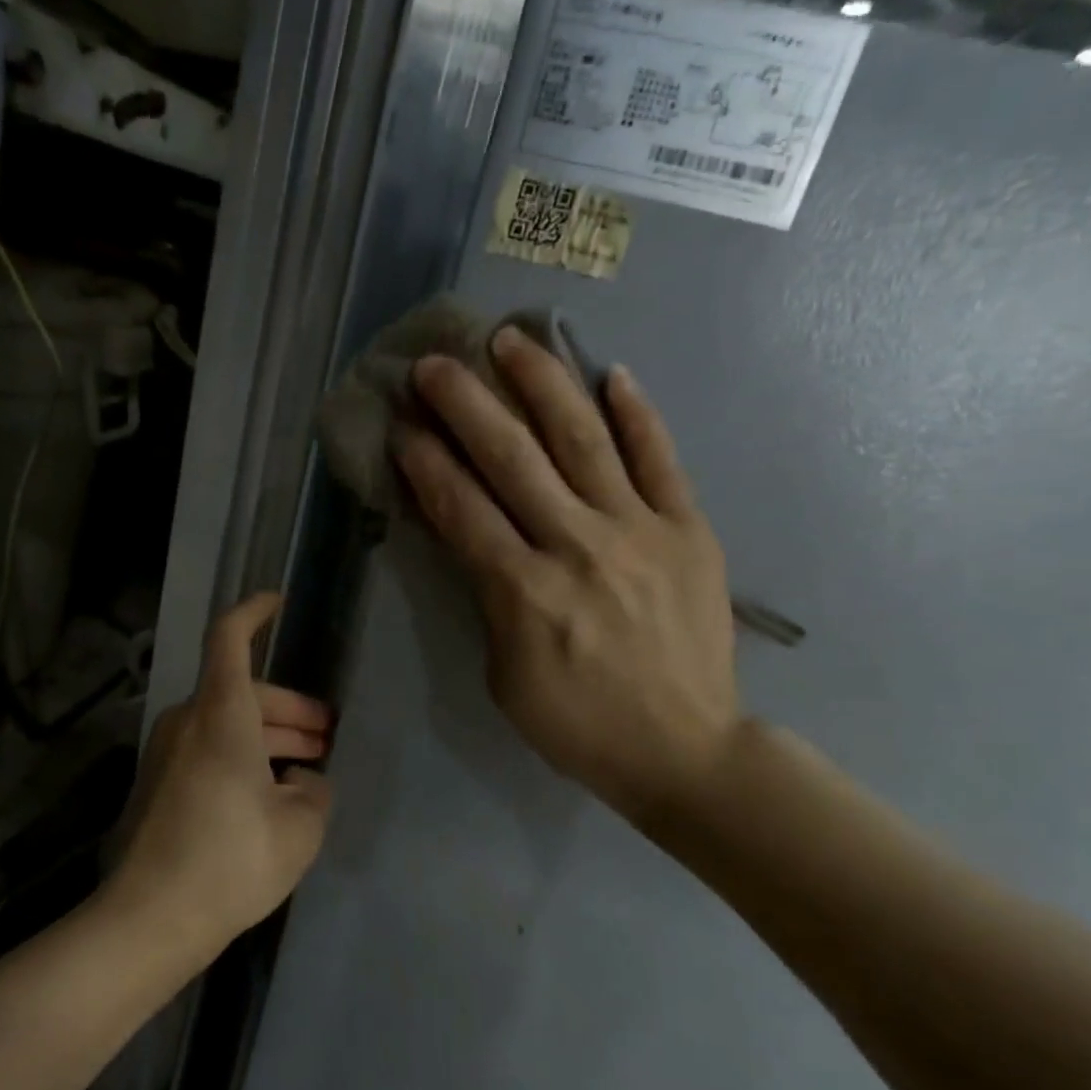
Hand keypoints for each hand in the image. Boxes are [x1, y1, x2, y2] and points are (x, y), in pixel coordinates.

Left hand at [105, 594, 334, 962]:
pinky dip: (243, 759)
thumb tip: (303, 780)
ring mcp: (166, 756)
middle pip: (244, 693)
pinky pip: (209, 754)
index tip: (279, 601)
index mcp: (221, 714)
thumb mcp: (299, 826)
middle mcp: (187, 723)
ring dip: (269, 738)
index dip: (254, 611)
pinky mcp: (157, 788)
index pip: (230, 638)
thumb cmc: (231, 859)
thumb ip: (313, 790)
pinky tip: (270, 794)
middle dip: (290, 709)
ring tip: (308, 767)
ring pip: (228, 725)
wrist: (149, 919)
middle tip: (327, 736)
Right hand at [396, 326, 739, 830]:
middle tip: (435, 363)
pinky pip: (660, 459)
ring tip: (513, 340)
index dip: (426, 462)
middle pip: (511, 458)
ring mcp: (639, 531)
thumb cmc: (578, 724)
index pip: (461, 508)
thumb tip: (473, 538)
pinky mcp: (689, 530)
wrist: (682, 749)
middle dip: (466, 404)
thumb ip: (487, 600)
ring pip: (582, 439)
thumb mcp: (504, 675)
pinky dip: (637, 414)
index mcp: (523, 592)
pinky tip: (612, 374)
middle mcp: (577, 546)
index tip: (402, 425)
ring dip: (542, 384)